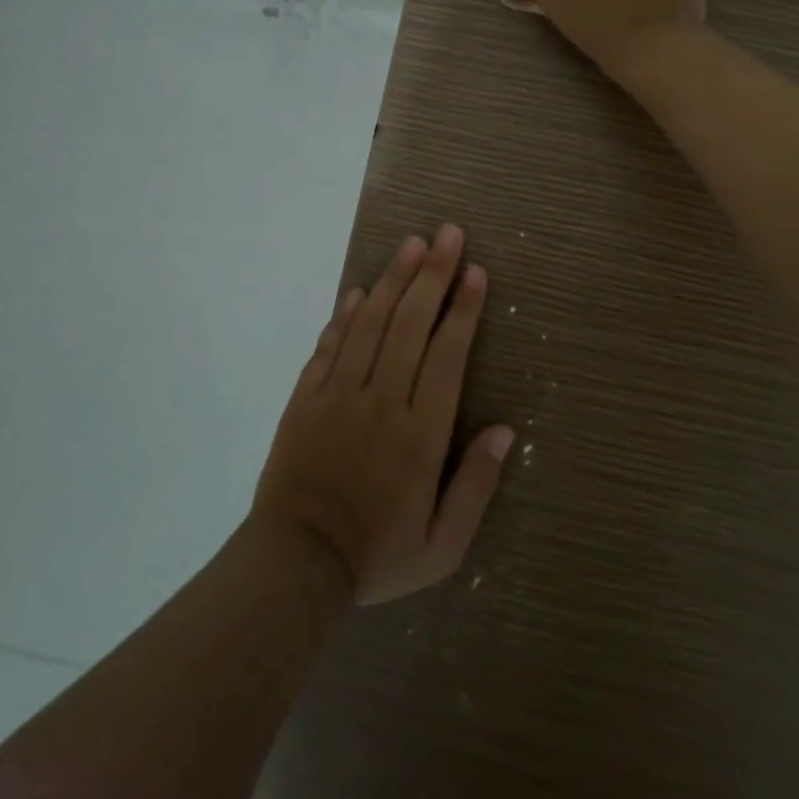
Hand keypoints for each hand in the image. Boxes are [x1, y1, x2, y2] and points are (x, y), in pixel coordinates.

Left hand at [253, 225, 514, 604]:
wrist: (294, 565)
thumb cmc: (376, 556)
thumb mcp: (442, 546)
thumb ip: (476, 487)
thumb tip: (505, 431)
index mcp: (421, 434)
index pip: (447, 354)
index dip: (464, 309)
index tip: (476, 272)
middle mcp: (382, 400)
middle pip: (412, 324)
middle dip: (433, 274)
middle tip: (449, 233)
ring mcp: (339, 395)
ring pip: (371, 323)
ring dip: (393, 280)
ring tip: (411, 243)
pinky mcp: (306, 398)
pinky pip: (329, 345)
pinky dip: (345, 314)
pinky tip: (360, 290)